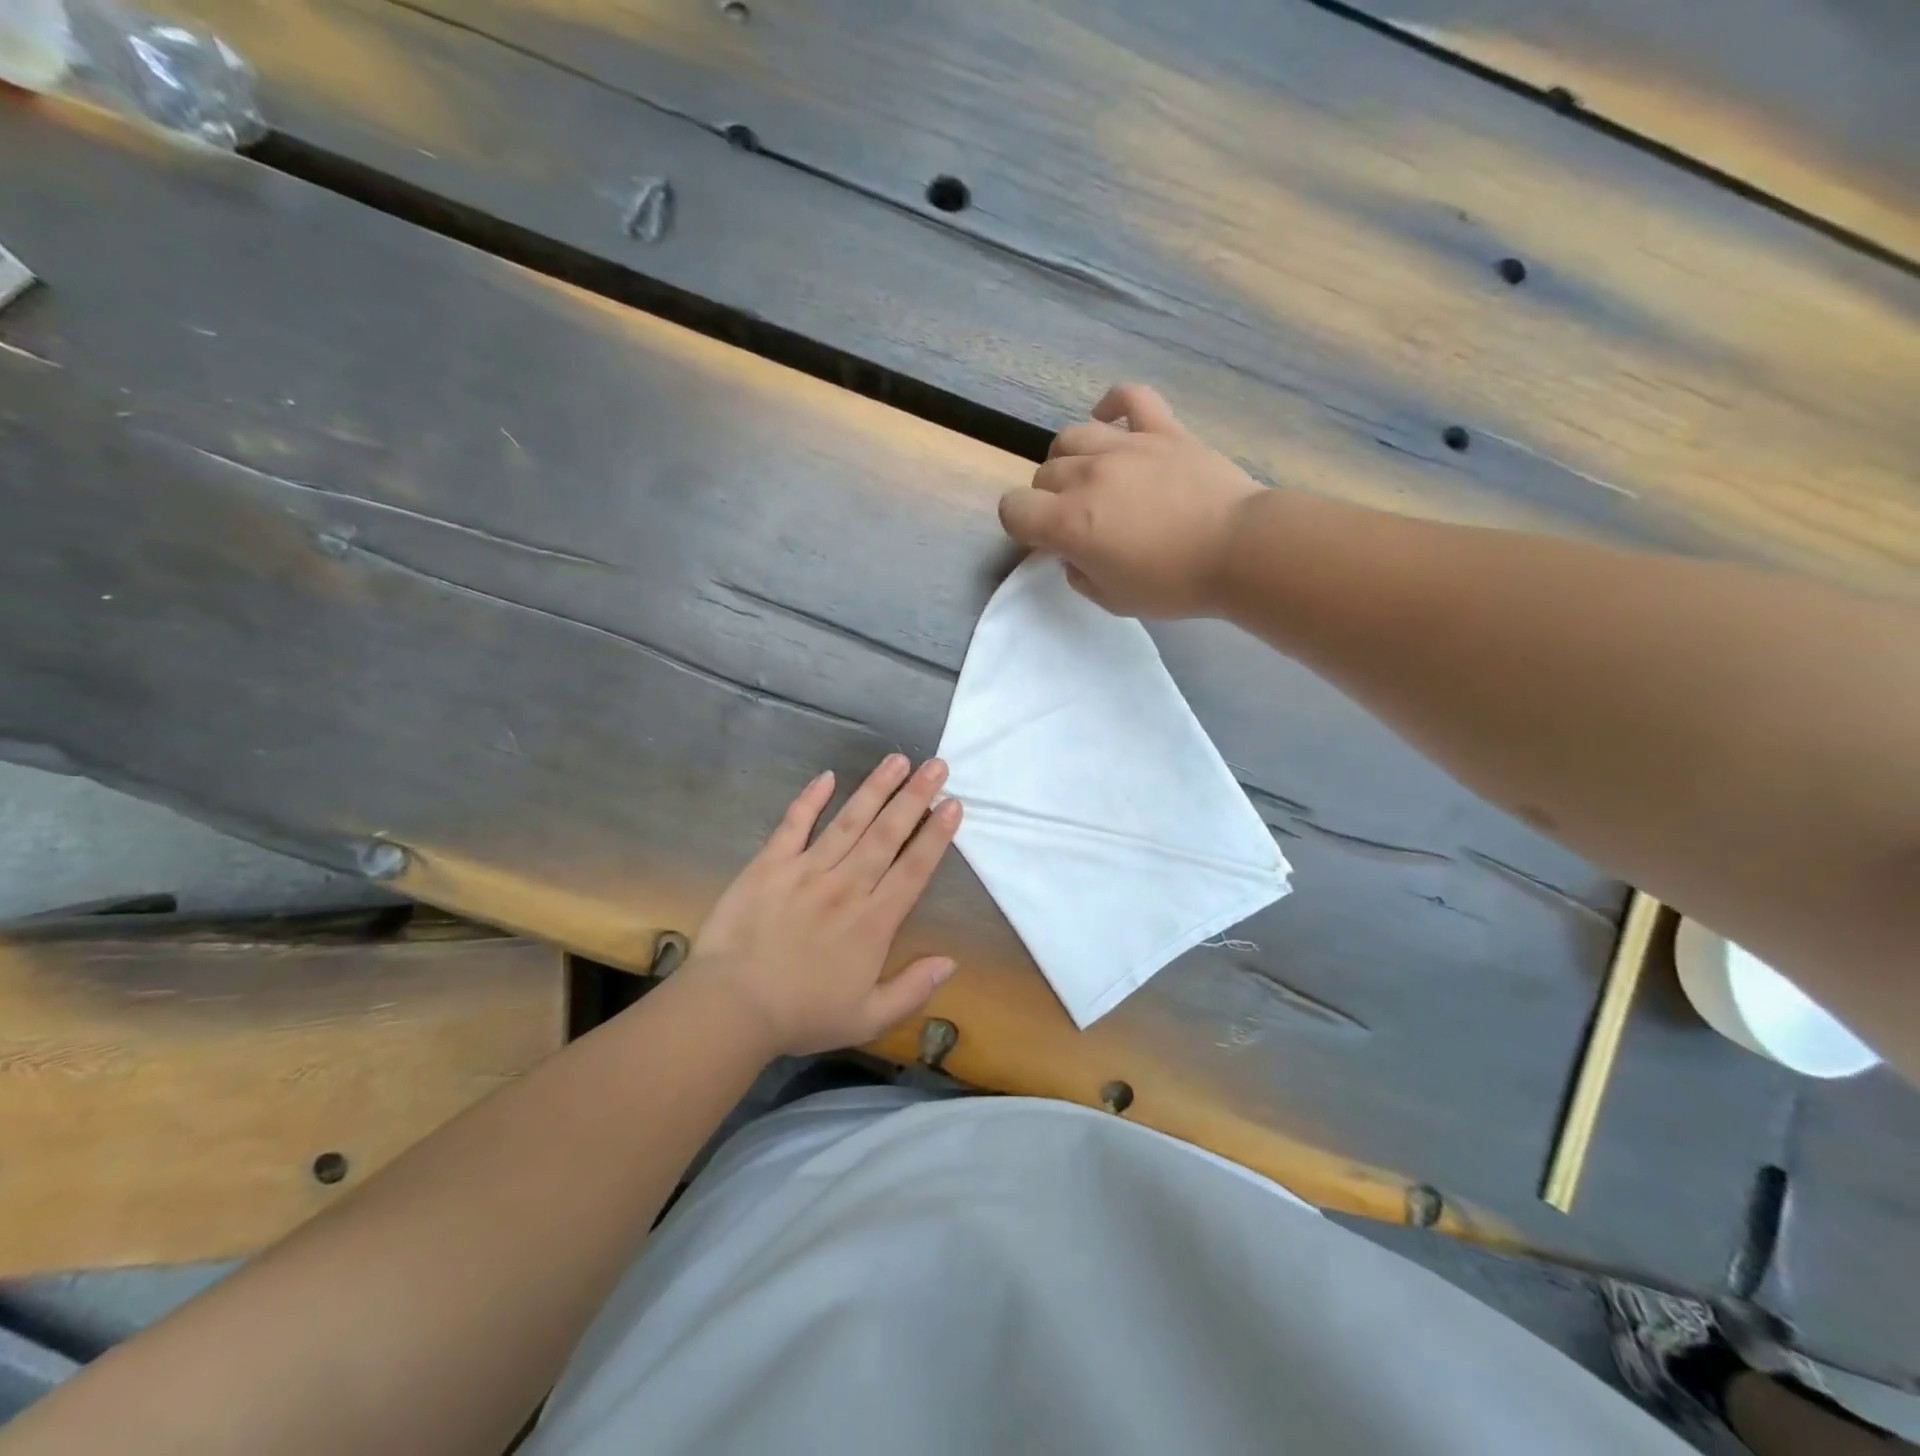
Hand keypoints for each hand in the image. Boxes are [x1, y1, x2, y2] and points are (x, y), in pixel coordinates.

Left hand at [682, 755, 962, 1056]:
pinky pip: (793, 825)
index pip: (914, 869)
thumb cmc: (802, 1015)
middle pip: (887, 834)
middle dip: (914, 797)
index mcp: (873, 921)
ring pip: (849, 821)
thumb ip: (913, 989)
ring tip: (897, 760)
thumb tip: (951, 962)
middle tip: (936, 765)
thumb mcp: (868, 1018)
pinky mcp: (769, 865)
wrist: (731, 1007)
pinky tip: (826, 776)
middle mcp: (846, 886)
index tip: (953, 805)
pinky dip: (809, 799)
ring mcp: (806, 870)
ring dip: (875, 788)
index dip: (936, 835)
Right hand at [998, 383, 1263, 616]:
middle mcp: (1087, 475)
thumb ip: (1079, 573)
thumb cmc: (1174, 584)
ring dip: (1070, 459)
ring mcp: (1125, 445)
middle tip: (1079, 521)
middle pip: (1043, 474)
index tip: (1044, 542)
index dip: (1020, 527)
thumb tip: (1073, 551)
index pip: (1013, 509)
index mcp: (1069, 522)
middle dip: (1049, 500)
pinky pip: (1128, 398)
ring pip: (1072, 436)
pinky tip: (1110, 422)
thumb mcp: (1112, 600)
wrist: (1240, 550)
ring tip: (1091, 478)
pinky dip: (1112, 406)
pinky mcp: (1162, 429)